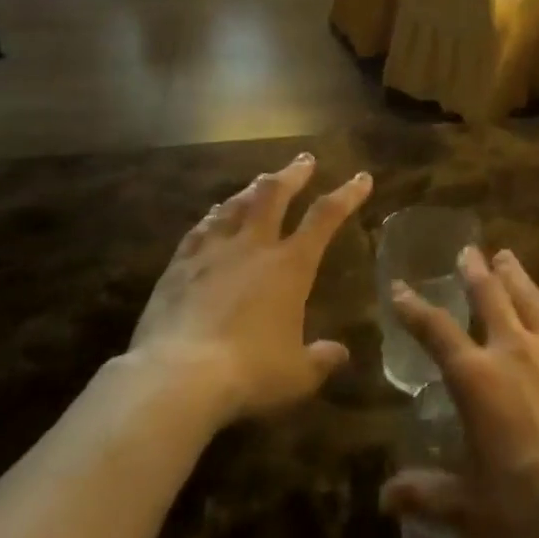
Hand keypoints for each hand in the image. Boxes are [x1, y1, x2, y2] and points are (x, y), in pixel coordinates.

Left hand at [130, 154, 371, 423]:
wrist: (177, 377)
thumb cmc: (249, 373)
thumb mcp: (296, 375)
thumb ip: (320, 360)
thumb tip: (340, 354)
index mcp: (290, 266)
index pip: (325, 217)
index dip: (347, 195)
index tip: (361, 178)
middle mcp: (253, 247)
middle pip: (274, 195)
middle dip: (293, 174)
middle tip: (304, 159)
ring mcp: (213, 252)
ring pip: (236, 205)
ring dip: (252, 189)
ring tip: (261, 181)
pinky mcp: (179, 266)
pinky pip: (200, 229)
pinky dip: (214, 216)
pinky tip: (214, 214)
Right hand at [380, 247, 538, 537]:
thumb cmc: (531, 509)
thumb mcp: (471, 510)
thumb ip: (427, 495)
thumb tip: (384, 498)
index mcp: (476, 379)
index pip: (435, 331)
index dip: (414, 308)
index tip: (400, 287)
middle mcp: (514, 350)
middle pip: (490, 296)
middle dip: (475, 271)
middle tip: (468, 251)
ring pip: (532, 299)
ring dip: (516, 276)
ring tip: (507, 258)